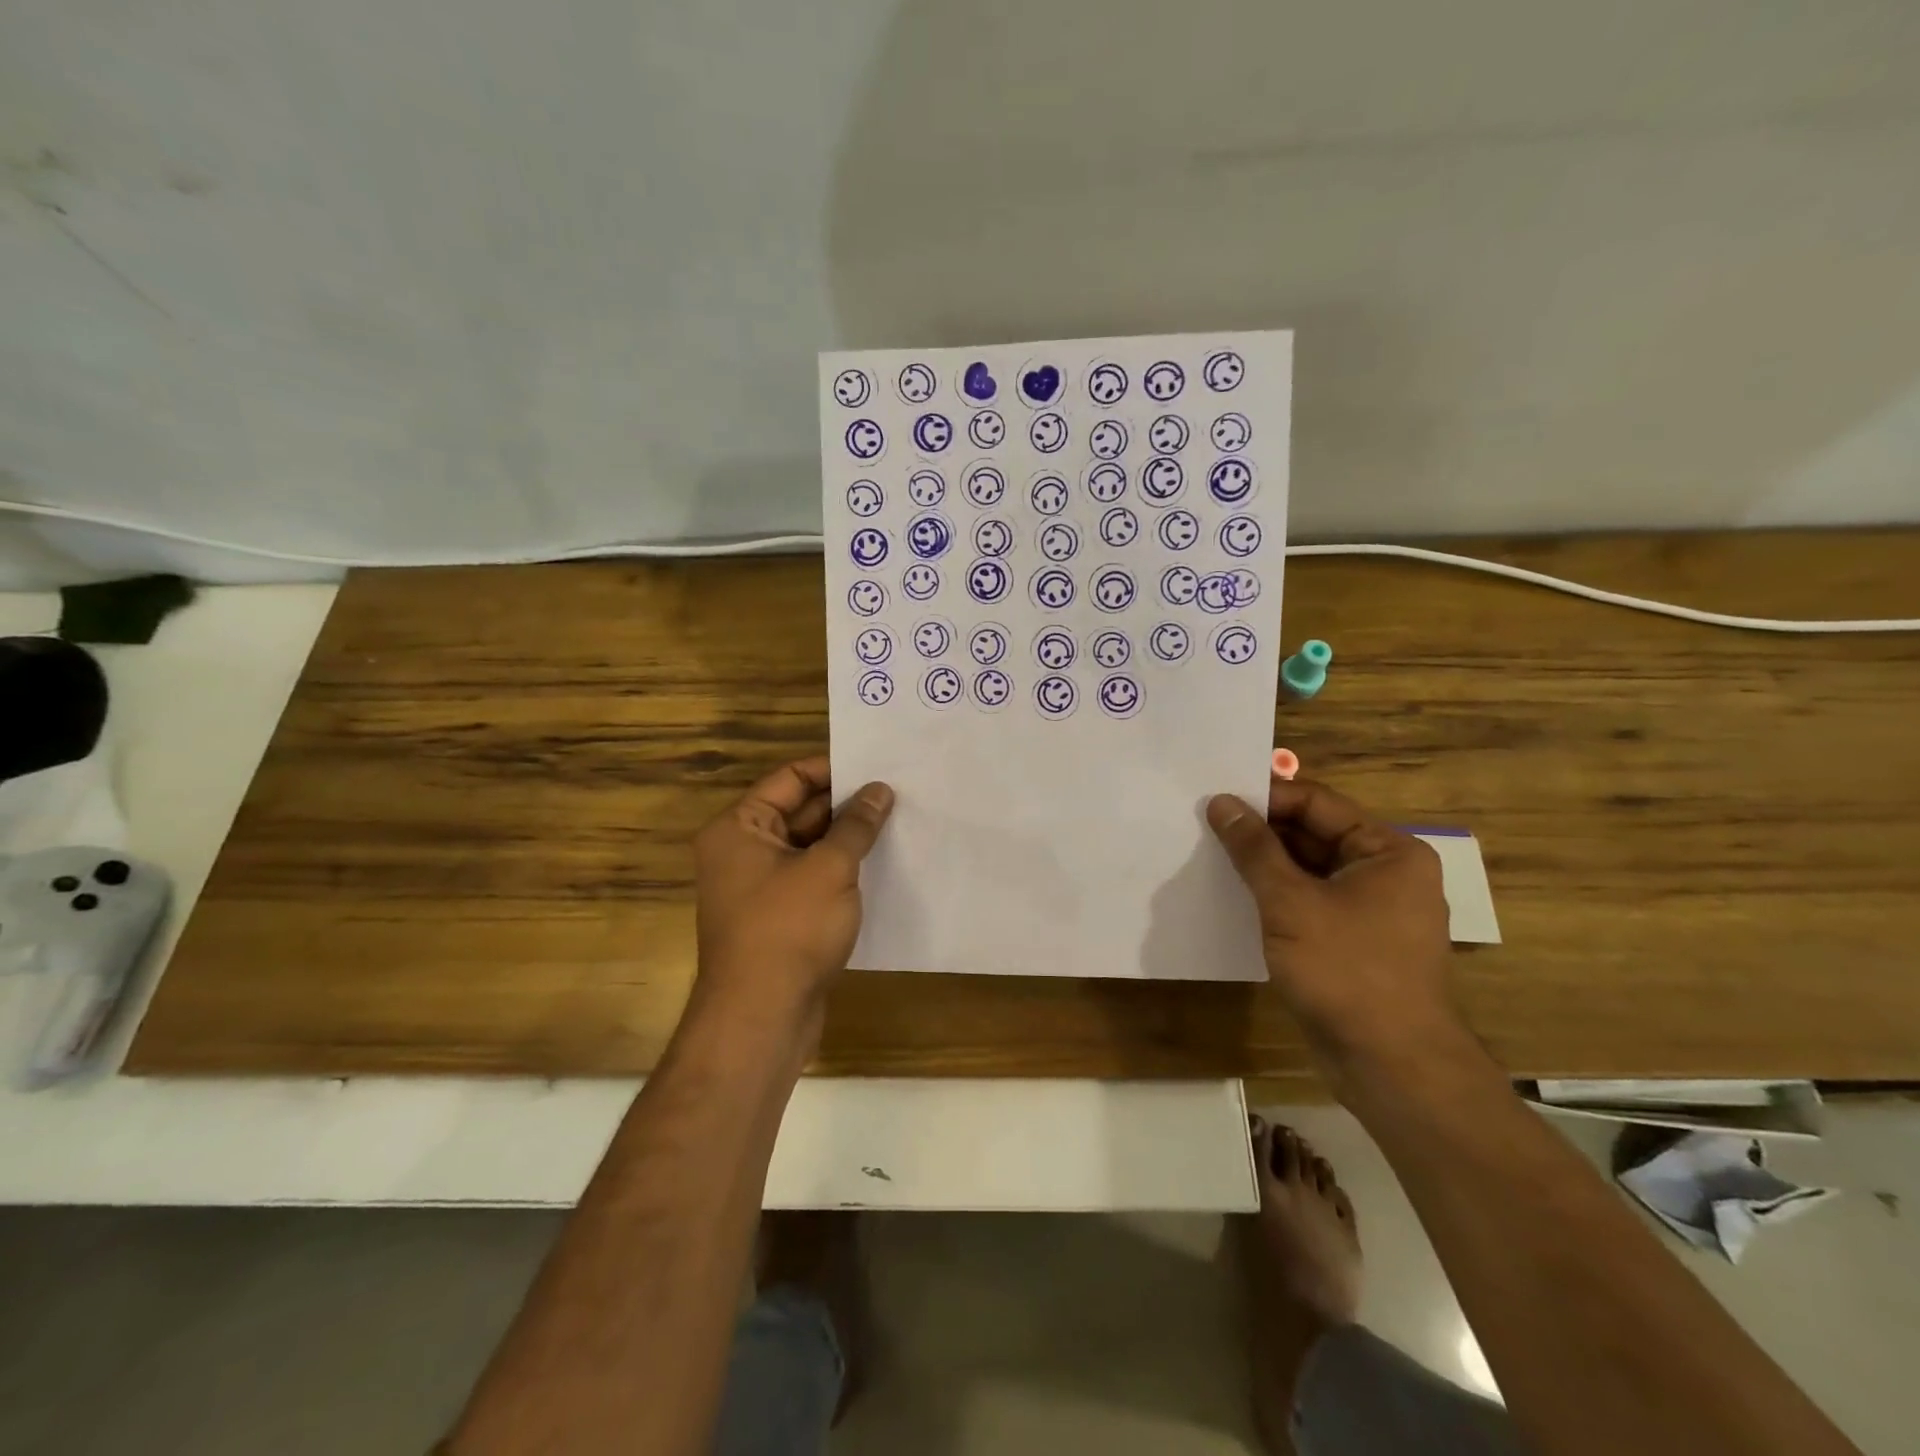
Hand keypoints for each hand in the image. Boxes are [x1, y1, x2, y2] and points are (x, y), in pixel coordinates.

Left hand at [692, 756, 893, 1021]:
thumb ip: (856, 825)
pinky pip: (811, 879)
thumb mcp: (830, 868)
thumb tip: (880, 790)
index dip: (834, 770)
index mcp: (739, 827)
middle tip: (897, 794)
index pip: (790, 778)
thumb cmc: (789, 930)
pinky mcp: (778, 917)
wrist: (761, 1018)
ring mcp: (759, 887)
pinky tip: (881, 866)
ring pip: (809, 847)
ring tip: (898, 824)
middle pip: (799, 811)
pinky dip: (841, 871)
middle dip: (846, 805)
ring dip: (847, 839)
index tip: (877, 767)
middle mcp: (742, 851)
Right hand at [1206, 778, 1464, 1085]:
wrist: (1390, 1065)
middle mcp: (1385, 873)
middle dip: (1261, 831)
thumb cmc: (1346, 970)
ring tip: (1210, 854)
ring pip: (1308, 870)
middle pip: (1314, 834)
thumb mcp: (1290, 902)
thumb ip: (1254, 849)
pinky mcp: (1353, 941)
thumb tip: (1222, 803)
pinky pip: (1309, 902)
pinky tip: (1234, 895)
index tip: (1216, 799)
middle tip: (1205, 825)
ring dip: (1264, 864)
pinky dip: (1275, 896)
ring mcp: (1371, 910)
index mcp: (1388, 852)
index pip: (1318, 804)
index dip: (1266, 798)